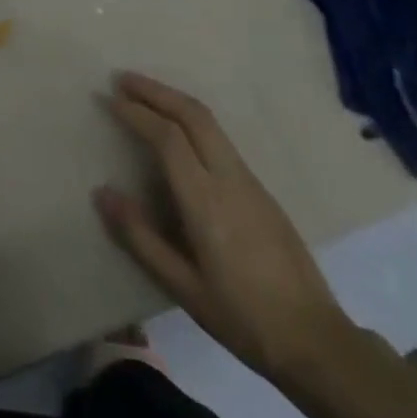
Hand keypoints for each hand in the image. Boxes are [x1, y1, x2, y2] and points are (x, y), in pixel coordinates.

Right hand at [94, 72, 356, 388]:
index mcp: (207, 201)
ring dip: (175, 101)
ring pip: (210, 123)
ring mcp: (250, 180)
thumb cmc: (241, 318)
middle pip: (194, 114)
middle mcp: (230, 178)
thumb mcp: (183, 286)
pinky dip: (192, 121)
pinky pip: (221, 139)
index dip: (137, 113)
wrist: (314, 338)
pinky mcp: (261, 189)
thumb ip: (140, 237)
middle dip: (157, 91)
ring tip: (144, 96)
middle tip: (123, 79)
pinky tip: (177, 132)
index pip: (168, 138)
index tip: (109, 98)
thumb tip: (102, 193)